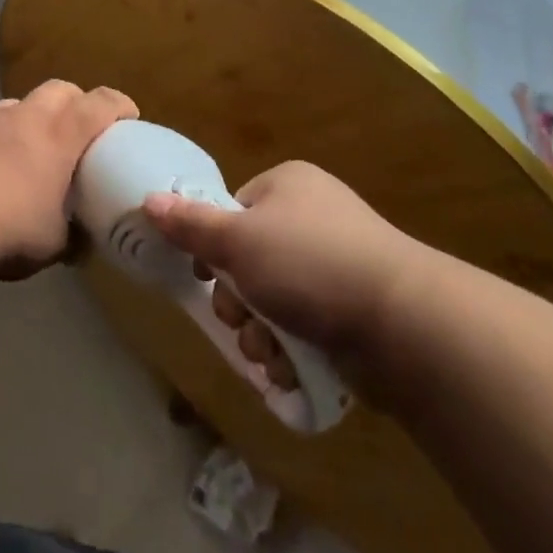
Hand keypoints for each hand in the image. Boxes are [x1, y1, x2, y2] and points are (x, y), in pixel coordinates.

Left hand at [0, 80, 136, 275]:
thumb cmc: (11, 227)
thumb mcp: (54, 244)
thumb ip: (74, 237)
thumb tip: (82, 241)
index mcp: (62, 135)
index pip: (100, 103)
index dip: (119, 105)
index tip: (129, 117)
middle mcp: (30, 116)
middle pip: (62, 89)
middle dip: (77, 101)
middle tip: (82, 129)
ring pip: (25, 101)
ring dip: (38, 114)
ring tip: (38, 144)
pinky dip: (7, 132)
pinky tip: (3, 161)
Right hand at [142, 161, 431, 360]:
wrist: (404, 323)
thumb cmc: (310, 264)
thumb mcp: (239, 241)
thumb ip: (191, 225)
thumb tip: (148, 200)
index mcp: (287, 186)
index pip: (233, 210)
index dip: (215, 246)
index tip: (207, 274)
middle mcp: (313, 218)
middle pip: (250, 260)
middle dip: (237, 301)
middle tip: (240, 318)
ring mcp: (338, 264)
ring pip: (273, 300)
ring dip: (259, 332)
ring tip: (268, 351)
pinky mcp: (355, 310)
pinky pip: (305, 325)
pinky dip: (291, 349)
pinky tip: (290, 367)